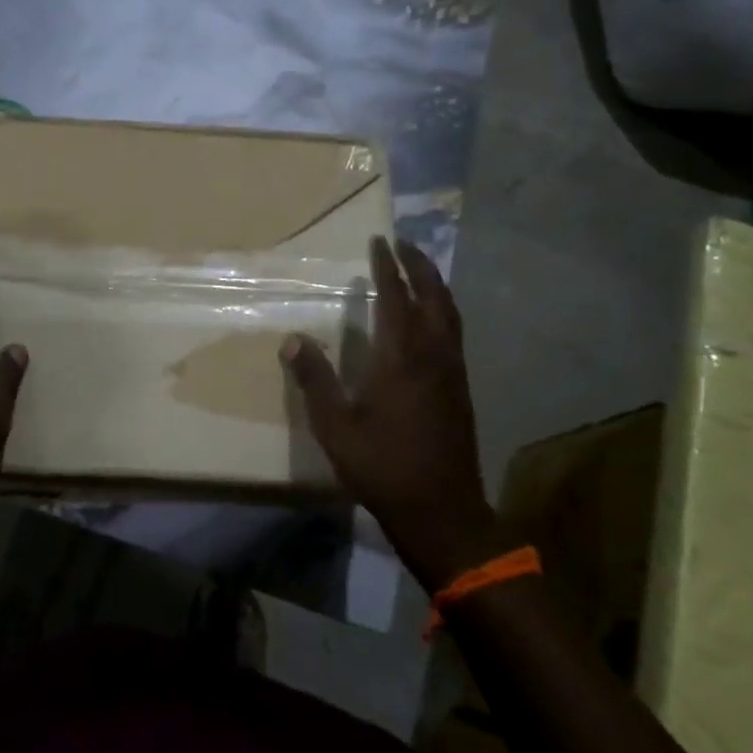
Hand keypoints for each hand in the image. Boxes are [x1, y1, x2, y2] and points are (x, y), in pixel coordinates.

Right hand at [283, 236, 501, 592]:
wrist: (442, 510)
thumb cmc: (383, 466)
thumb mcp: (336, 426)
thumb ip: (314, 380)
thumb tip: (292, 339)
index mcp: (401, 357)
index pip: (395, 297)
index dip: (386, 267)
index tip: (379, 241)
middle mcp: (433, 354)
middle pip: (432, 296)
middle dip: (418, 264)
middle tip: (402, 242)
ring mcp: (452, 371)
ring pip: (449, 313)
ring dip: (434, 284)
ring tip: (419, 268)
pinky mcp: (460, 387)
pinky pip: (453, 331)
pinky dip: (442, 308)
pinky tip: (431, 318)